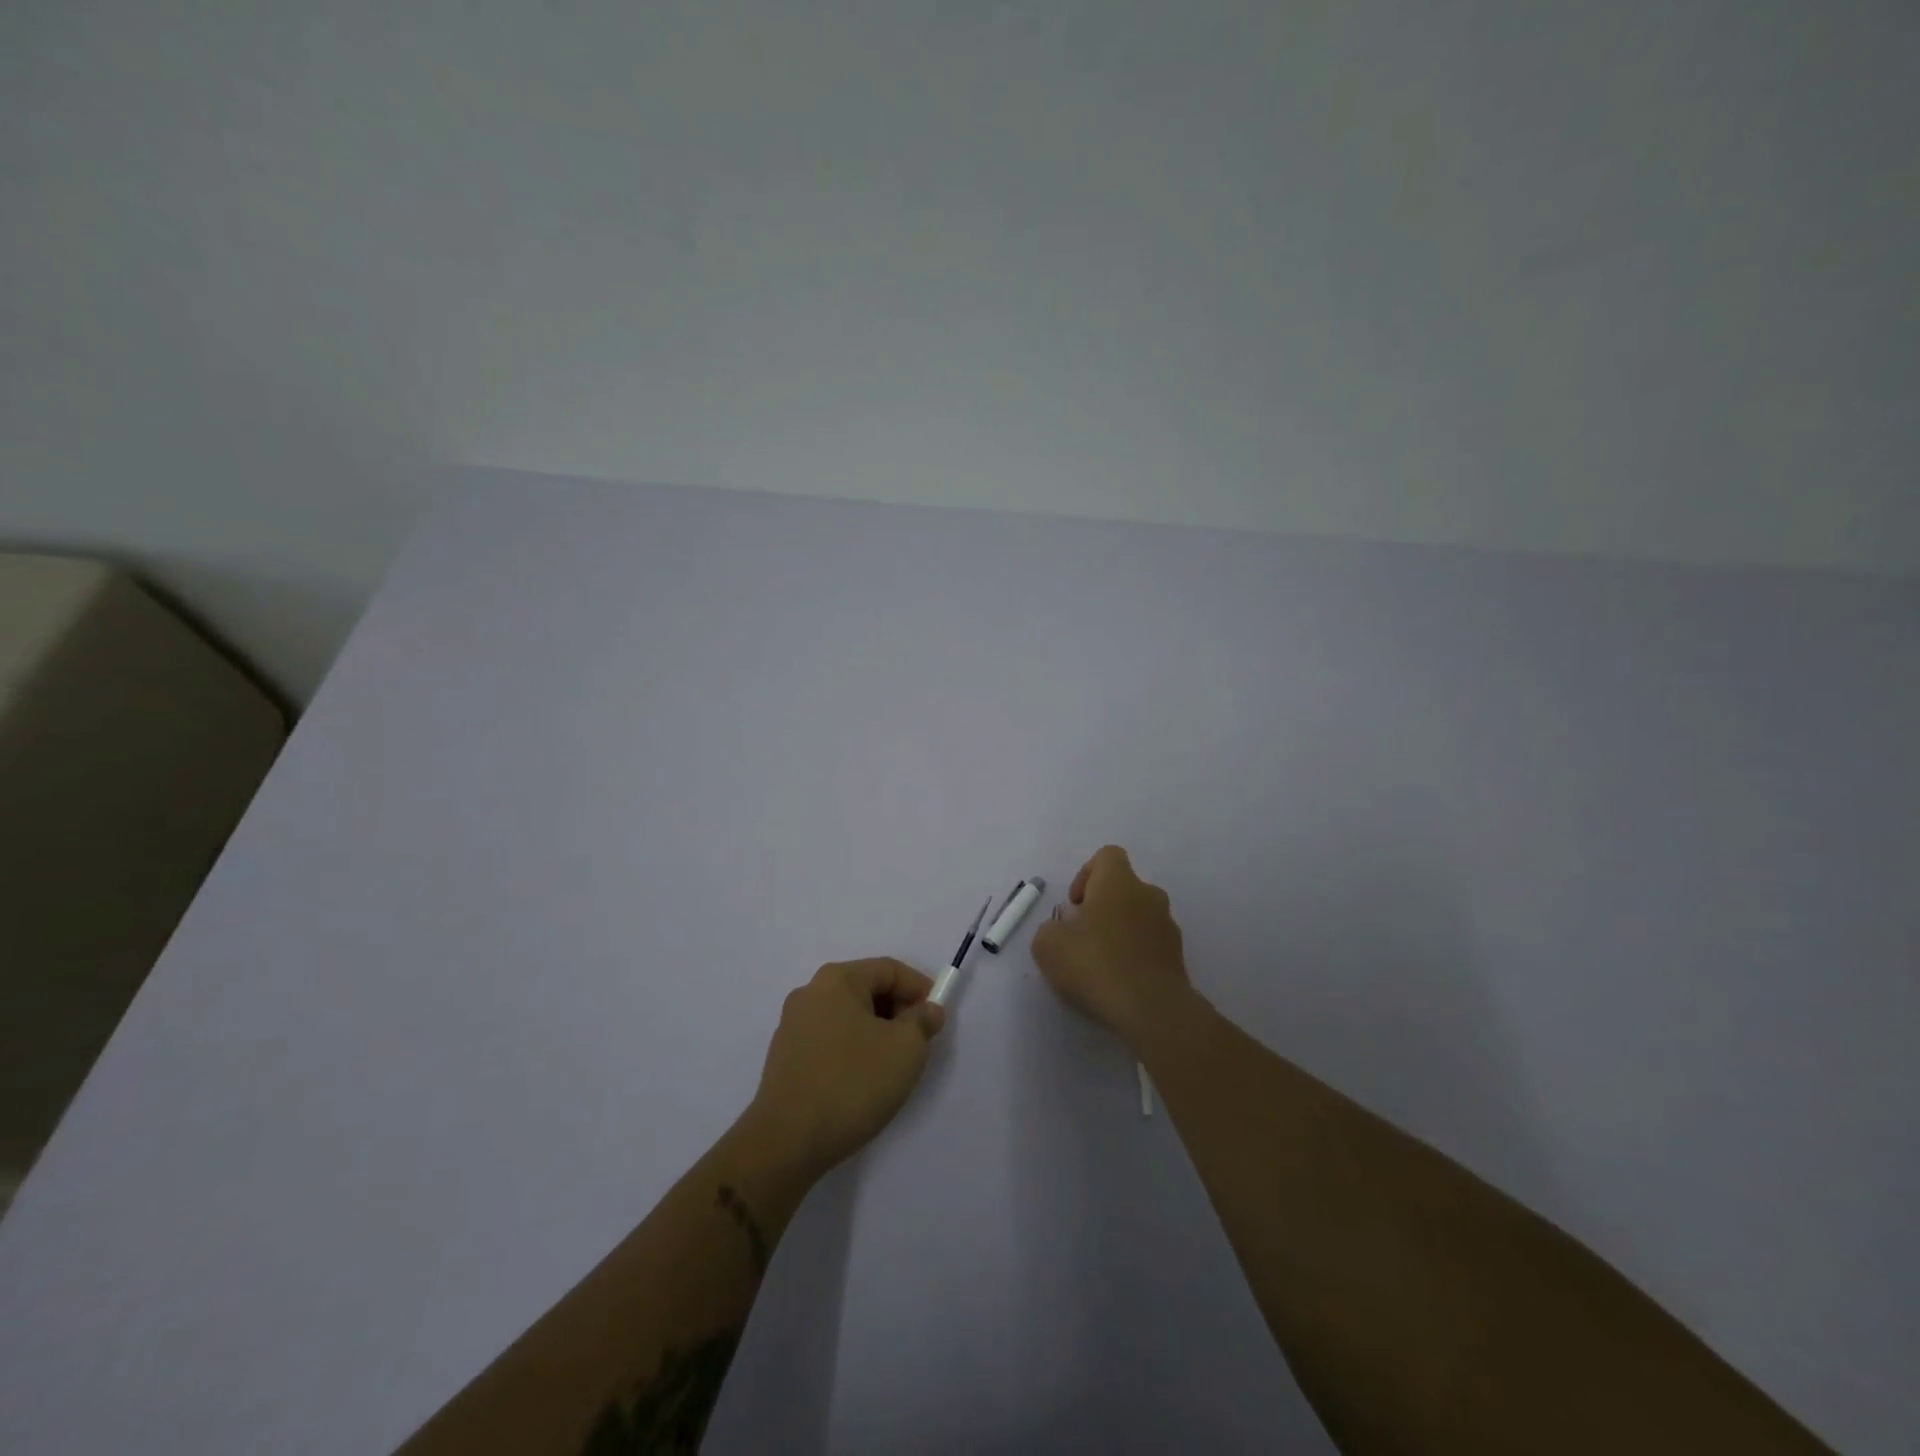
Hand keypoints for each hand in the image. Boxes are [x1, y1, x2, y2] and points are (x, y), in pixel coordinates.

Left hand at [744, 958, 945, 1182]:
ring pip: (849, 1017)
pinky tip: (862, 1082)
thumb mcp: (906, 1049)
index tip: (937, 1019)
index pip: (889, 970)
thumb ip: (923, 1022)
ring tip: (893, 1067)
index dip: (920, 989)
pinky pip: (830, 1040)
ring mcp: (793, 1026)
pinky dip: (853, 1051)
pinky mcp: (785, 1057)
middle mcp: (810, 993)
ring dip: (877, 1033)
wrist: (786, 1142)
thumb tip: (927, 1011)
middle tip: (918, 1044)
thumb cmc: (852, 1083)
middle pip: (867, 990)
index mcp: (837, 980)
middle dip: (898, 1012)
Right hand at [1031, 845, 1195, 1052]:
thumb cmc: (1096, 964)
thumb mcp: (1048, 945)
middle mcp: (1148, 894)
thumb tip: (1064, 929)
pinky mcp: (1178, 955)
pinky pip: (1150, 943)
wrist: (1152, 1009)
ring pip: (1138, 916)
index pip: (1107, 856)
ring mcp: (1168, 925)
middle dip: (1102, 907)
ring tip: (1101, 964)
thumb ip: (1051, 928)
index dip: (1087, 874)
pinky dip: (1135, 954)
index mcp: (1119, 881)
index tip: (1075, 905)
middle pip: (1123, 888)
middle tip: (1083, 937)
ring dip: (1120, 931)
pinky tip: (1120, 981)